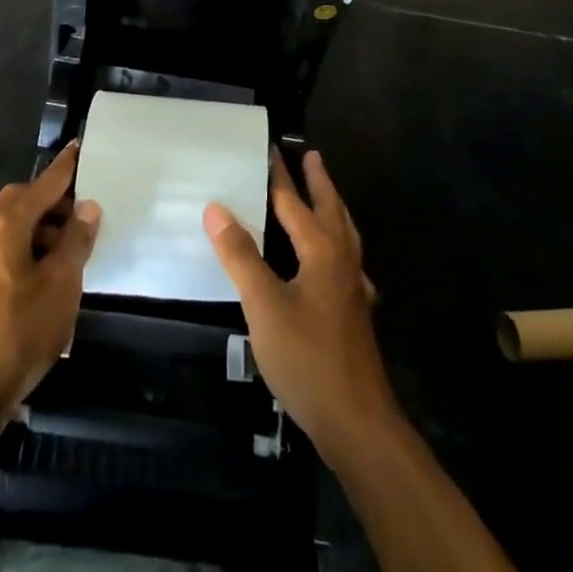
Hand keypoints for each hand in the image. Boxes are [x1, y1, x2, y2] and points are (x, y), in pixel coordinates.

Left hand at [0, 143, 99, 435]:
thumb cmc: (17, 331)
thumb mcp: (60, 284)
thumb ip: (75, 241)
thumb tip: (86, 206)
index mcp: (5, 223)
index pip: (43, 183)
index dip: (66, 168)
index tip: (80, 147)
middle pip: (23, 203)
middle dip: (54, 203)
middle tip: (85, 212)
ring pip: (14, 231)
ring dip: (43, 232)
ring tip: (75, 250)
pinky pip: (7, 255)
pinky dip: (30, 255)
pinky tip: (51, 281)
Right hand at [205, 150, 400, 465]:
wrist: (356, 421)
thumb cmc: (306, 358)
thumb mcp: (264, 305)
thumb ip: (240, 255)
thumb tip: (216, 208)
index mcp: (321, 252)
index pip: (294, 204)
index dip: (281, 177)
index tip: (272, 149)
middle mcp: (342, 261)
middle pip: (330, 210)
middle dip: (318, 182)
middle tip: (311, 156)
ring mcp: (354, 288)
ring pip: (345, 234)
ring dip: (333, 208)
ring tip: (325, 196)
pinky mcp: (356, 312)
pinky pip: (349, 261)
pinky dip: (340, 245)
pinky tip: (335, 262)